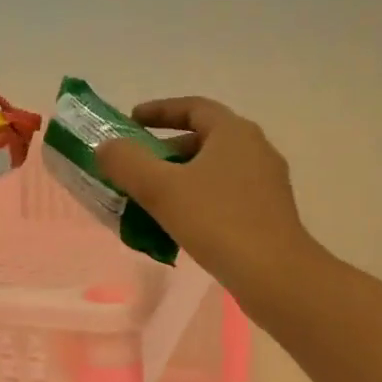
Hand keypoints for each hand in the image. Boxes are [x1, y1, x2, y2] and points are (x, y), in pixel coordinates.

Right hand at [94, 96, 321, 300]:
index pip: (193, 107)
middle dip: (167, 150)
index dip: (159, 111)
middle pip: (204, 139)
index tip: (130, 121)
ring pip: (215, 170)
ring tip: (153, 199)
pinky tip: (182, 226)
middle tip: (137, 167)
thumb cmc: (218, 221)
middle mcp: (256, 149)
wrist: (275, 275)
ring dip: (182, 178)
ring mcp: (266, 182)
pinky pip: (226, 195)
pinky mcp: (269, 213)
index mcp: (234, 132)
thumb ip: (127, 162)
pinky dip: (200, 200)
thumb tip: (106, 147)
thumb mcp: (162, 189)